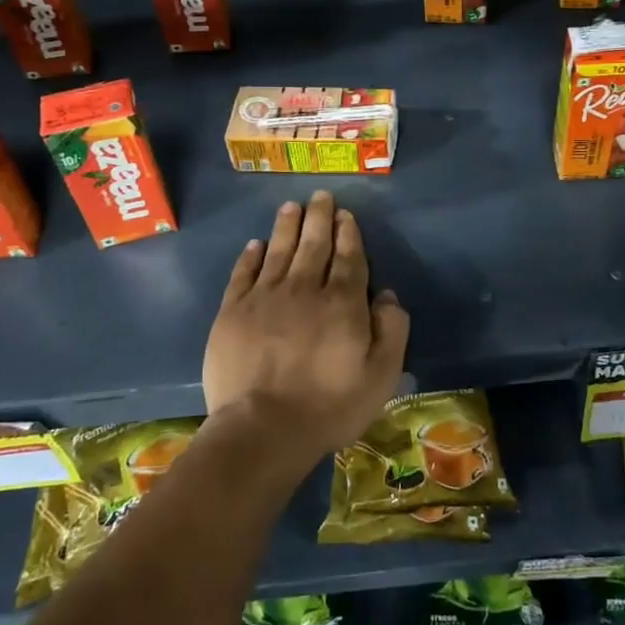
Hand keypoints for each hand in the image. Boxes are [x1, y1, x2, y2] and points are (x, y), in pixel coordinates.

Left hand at [202, 191, 410, 464]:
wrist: (263, 428)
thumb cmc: (330, 405)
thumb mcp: (382, 375)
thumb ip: (392, 330)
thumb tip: (387, 295)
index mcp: (342, 302)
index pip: (348, 258)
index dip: (348, 234)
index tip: (345, 215)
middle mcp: (304, 289)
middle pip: (313, 245)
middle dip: (319, 218)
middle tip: (320, 196)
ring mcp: (264, 297)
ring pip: (278, 251)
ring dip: (286, 226)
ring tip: (291, 206)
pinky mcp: (232, 312)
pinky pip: (243, 274)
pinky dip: (250, 256)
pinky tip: (255, 244)